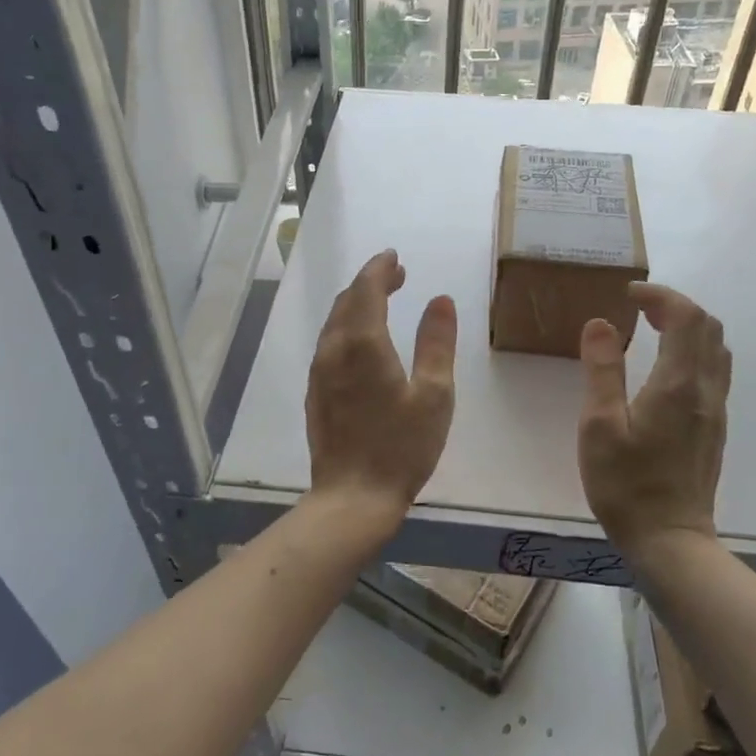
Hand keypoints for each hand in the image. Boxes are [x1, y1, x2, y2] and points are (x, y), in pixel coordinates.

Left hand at [305, 250, 456, 529]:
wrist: (353, 497)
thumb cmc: (401, 447)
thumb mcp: (435, 395)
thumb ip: (437, 343)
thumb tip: (440, 300)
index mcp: (363, 344)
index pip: (366, 289)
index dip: (380, 269)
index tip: (395, 258)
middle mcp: (333, 350)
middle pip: (346, 302)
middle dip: (370, 283)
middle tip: (396, 277)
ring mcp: (319, 373)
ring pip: (334, 323)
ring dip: (356, 304)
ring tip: (381, 302)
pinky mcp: (316, 393)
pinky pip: (328, 344)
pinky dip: (346, 328)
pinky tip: (361, 342)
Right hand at [577, 283, 731, 555]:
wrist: (669, 538)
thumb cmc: (626, 484)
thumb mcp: (599, 426)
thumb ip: (602, 370)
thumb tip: (601, 323)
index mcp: (677, 384)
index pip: (685, 317)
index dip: (660, 295)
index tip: (628, 294)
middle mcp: (705, 390)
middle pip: (708, 327)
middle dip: (676, 306)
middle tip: (638, 308)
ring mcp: (715, 410)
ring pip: (717, 349)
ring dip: (689, 328)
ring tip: (652, 330)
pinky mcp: (714, 427)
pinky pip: (714, 371)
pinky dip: (694, 351)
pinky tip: (665, 368)